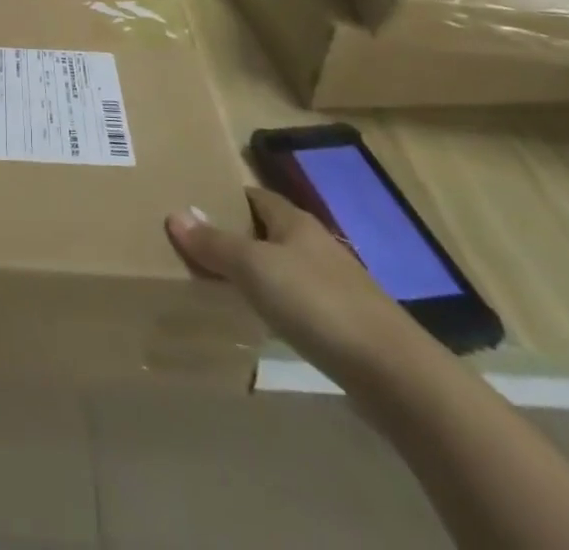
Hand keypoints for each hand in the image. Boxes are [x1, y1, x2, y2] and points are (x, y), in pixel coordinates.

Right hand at [166, 186, 422, 373]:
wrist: (392, 372)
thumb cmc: (316, 302)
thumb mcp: (255, 267)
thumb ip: (215, 243)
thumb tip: (175, 214)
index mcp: (294, 221)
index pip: (255, 195)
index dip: (227, 197)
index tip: (195, 204)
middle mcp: (314, 244)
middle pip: (268, 230)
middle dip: (236, 234)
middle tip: (197, 244)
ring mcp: (332, 284)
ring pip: (283, 266)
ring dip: (256, 271)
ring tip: (219, 282)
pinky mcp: (343, 323)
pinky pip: (297, 300)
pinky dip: (275, 302)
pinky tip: (260, 320)